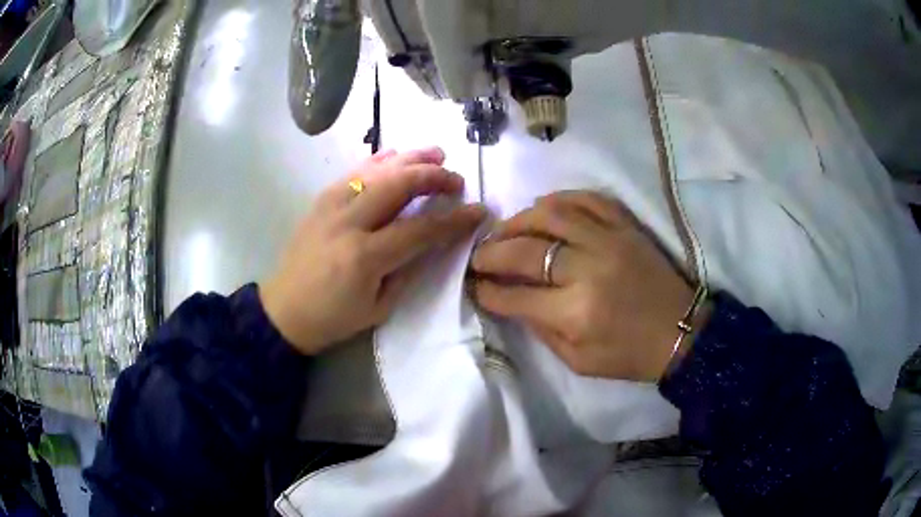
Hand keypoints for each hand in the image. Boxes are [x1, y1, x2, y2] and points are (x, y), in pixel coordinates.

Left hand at [261, 148, 485, 354]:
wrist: (284, 311)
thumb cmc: (334, 318)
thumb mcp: (379, 307)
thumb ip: (408, 269)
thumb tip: (433, 239)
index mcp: (365, 256)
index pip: (421, 229)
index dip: (454, 220)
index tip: (478, 211)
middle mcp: (348, 222)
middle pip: (399, 185)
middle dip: (434, 177)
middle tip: (456, 179)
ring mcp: (330, 207)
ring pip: (376, 171)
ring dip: (410, 159)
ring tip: (436, 154)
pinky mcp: (320, 201)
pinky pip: (353, 173)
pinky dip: (377, 160)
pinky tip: (395, 155)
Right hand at [470, 191, 708, 381]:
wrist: (680, 332)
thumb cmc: (629, 355)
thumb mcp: (578, 361)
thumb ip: (540, 331)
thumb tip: (510, 301)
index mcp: (575, 313)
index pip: (515, 297)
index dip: (487, 291)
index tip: (474, 285)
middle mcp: (587, 269)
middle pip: (524, 250)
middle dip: (490, 253)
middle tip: (478, 256)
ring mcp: (608, 240)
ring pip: (550, 213)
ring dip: (518, 220)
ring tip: (504, 230)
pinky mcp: (625, 226)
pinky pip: (586, 198)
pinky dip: (559, 199)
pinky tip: (543, 209)